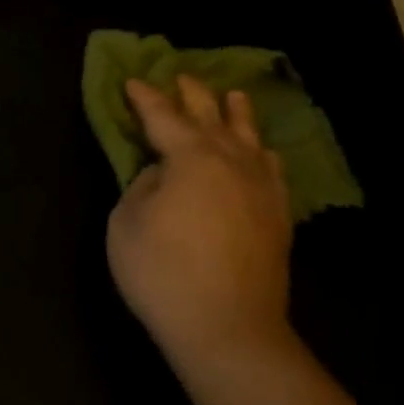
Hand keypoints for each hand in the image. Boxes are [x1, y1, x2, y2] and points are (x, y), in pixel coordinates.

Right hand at [106, 75, 299, 375]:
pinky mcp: (277, 215)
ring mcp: (261, 187)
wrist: (228, 327)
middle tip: (181, 77)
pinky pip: (271, 168)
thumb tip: (162, 174)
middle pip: (211, 116)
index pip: (163, 117)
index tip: (133, 81)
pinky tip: (261, 151)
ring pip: (249, 137)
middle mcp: (231, 161)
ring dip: (236, 113)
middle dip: (192, 94)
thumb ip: (142, 186)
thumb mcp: (126, 224)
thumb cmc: (163, 273)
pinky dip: (261, 152)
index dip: (146, 98)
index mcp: (191, 158)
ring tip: (233, 96)